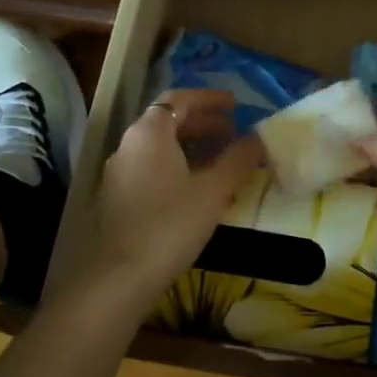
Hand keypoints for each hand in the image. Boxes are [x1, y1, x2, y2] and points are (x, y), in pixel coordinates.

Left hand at [88, 88, 260, 303]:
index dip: (209, 99)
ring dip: (191, 146)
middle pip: (167, 121)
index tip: (236, 105)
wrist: (121, 277)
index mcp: (149, 132)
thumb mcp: (214, 190)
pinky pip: (152, 167)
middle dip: (203, 123)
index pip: (179, 99)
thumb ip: (238, 159)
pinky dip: (177, 165)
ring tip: (221, 160)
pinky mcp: (118, 198)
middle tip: (233, 133)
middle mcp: (129, 145)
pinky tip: (197, 188)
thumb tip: (258, 138)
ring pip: (159, 147)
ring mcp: (119, 173)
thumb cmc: (171, 224)